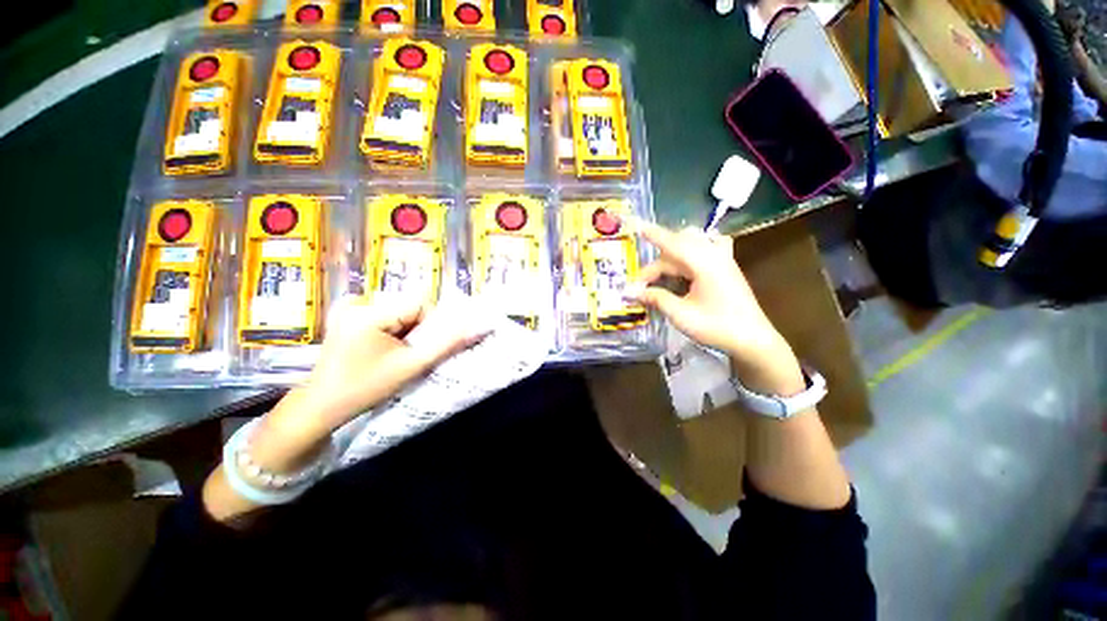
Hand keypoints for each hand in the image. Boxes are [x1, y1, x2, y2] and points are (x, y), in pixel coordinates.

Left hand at [253, 297, 488, 470]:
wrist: (320, 407)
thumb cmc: (365, 388)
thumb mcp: (411, 367)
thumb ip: (447, 344)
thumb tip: (477, 326)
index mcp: (370, 312)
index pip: (421, 302)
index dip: (431, 324)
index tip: (421, 348)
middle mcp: (358, 302)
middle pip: (410, 305)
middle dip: (418, 328)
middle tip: (408, 354)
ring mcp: (349, 307)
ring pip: (400, 310)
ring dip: (407, 330)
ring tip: (394, 353)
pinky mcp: (347, 314)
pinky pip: (385, 313)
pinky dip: (393, 328)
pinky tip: (381, 347)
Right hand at [625, 222, 802, 392]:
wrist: (753, 339)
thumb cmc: (717, 327)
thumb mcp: (681, 314)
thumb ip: (655, 298)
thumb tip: (631, 291)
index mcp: (703, 262)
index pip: (671, 242)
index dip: (651, 234)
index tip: (634, 224)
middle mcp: (713, 254)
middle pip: (676, 248)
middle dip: (655, 265)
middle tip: (641, 285)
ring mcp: (722, 258)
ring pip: (689, 247)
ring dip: (670, 259)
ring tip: (657, 277)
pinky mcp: (726, 266)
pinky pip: (705, 248)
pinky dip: (689, 251)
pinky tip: (685, 262)